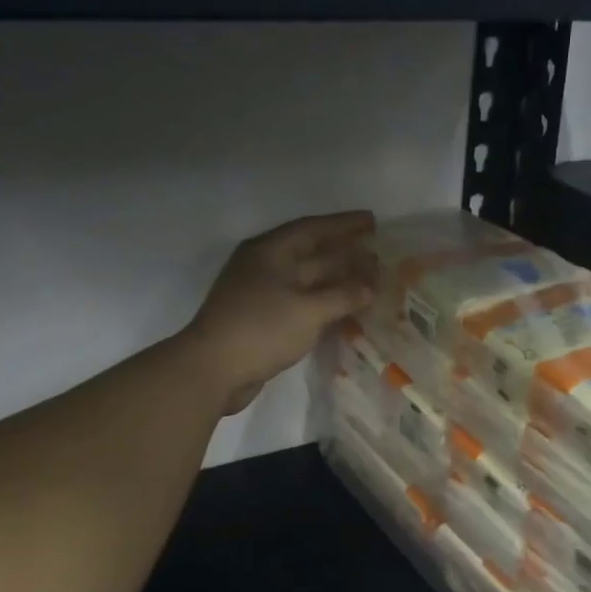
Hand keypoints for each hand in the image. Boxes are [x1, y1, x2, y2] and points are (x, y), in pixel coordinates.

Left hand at [185, 212, 376, 412]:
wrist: (213, 370)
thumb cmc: (261, 329)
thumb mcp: (308, 311)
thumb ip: (343, 296)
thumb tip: (370, 287)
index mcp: (271, 251)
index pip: (313, 229)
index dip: (345, 224)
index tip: (373, 221)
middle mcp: (264, 266)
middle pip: (311, 253)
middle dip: (345, 254)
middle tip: (377, 256)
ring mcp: (261, 293)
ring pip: (307, 279)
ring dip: (336, 280)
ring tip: (367, 282)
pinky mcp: (261, 319)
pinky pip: (300, 302)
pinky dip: (323, 303)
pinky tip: (342, 311)